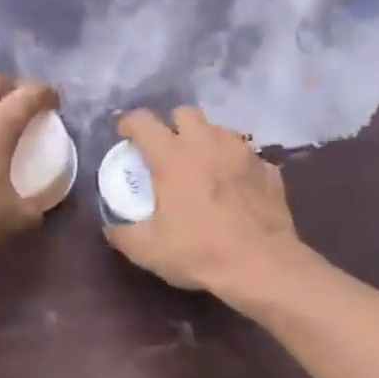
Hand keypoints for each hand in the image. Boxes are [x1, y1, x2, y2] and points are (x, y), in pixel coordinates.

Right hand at [104, 106, 308, 300]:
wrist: (262, 264)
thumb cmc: (200, 251)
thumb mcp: (149, 250)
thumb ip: (123, 235)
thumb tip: (111, 229)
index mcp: (173, 156)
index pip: (143, 121)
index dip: (130, 123)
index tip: (125, 135)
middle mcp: (208, 143)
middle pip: (186, 113)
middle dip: (173, 125)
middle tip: (168, 150)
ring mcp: (242, 152)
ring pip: (219, 130)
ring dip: (206, 141)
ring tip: (203, 166)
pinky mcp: (267, 169)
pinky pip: (246, 156)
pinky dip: (235, 165)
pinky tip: (234, 187)